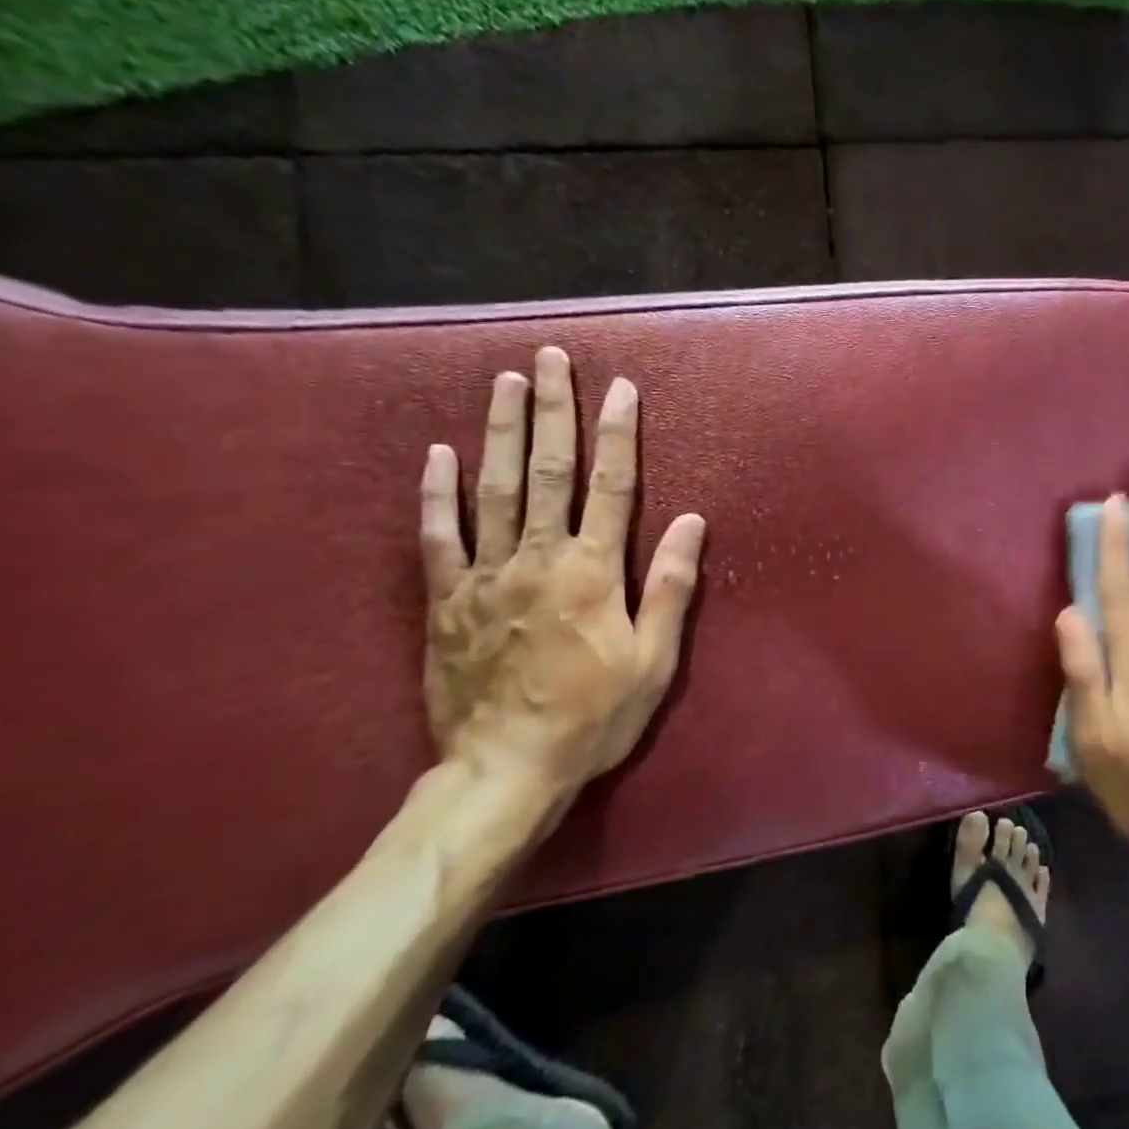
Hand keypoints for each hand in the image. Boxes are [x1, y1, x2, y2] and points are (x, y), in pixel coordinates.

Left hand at [419, 347, 705, 797]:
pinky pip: (437, 537)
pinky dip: (438, 493)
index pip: (610, 485)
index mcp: (592, 571)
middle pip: (547, 470)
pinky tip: (440, 454)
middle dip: (553, 410)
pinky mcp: (445, 601)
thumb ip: (669, 586)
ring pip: (494, 489)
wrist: (505, 771)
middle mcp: (538, 558)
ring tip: (507, 382)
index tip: (620, 389)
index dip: (617, 434)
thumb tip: (691, 521)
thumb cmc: (594, 716)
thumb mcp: (653, 660)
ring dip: (502, 430)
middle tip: (552, 358)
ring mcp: (485, 576)